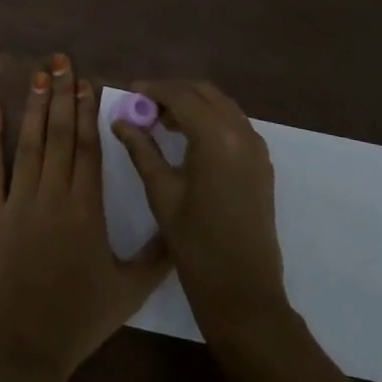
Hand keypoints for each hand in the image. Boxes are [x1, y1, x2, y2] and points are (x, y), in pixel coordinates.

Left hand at [0, 55, 170, 381]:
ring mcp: (17, 202)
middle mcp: (52, 195)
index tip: (87, 83)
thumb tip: (181, 229)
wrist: (20, 350)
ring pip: (29, 143)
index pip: (89, 149)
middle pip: (60, 135)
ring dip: (34, 107)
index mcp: (86, 209)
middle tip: (61, 61)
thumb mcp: (128, 292)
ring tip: (38, 74)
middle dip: (62, 95)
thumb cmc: (76, 322)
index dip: (88, 112)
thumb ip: (155, 257)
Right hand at [111, 80, 287, 340]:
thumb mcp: (162, 193)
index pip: (182, 96)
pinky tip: (188, 137)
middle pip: (205, 93)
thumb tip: (120, 121)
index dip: (154, 90)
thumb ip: (141, 150)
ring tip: (161, 121)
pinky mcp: (261, 163)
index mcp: (217, 138)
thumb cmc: (196, 244)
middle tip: (144, 106)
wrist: (242, 291)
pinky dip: (211, 119)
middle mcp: (242, 133)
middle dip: (174, 92)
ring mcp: (257, 148)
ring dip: (193, 103)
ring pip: (222, 105)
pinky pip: (234, 124)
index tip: (130, 92)